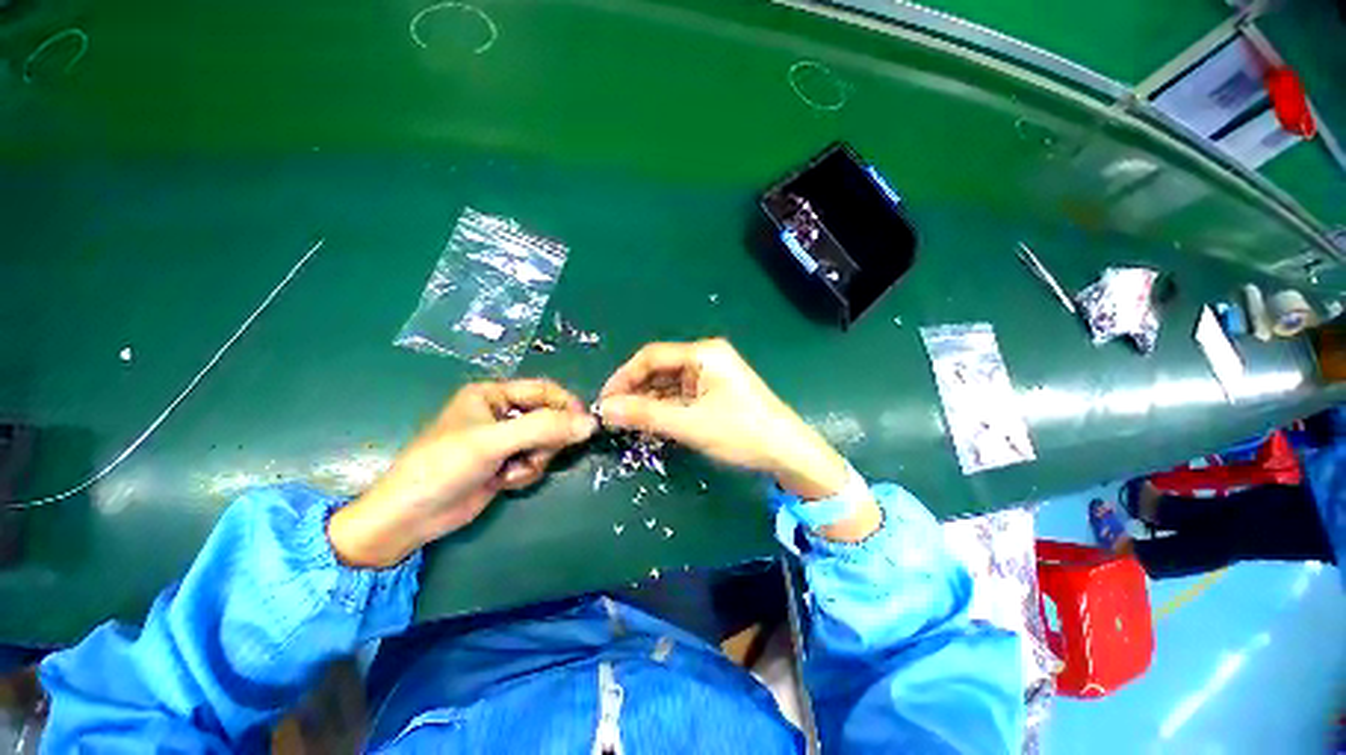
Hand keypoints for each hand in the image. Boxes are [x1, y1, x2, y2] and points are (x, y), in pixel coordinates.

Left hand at [328, 380, 596, 567]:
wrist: (410, 518)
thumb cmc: (444, 467)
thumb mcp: (494, 442)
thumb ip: (544, 429)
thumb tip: (591, 424)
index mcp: (493, 394)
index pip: (544, 390)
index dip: (567, 405)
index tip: (585, 425)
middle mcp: (501, 413)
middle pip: (549, 417)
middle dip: (546, 440)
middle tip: (533, 455)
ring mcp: (504, 440)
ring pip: (545, 442)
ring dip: (535, 459)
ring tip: (510, 471)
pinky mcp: (505, 463)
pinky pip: (535, 461)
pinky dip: (526, 473)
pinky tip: (503, 482)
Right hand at [597, 339, 851, 502]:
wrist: (788, 452)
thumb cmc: (742, 432)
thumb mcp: (690, 424)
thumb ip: (646, 414)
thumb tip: (604, 409)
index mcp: (703, 354)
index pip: (652, 356)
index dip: (624, 377)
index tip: (605, 401)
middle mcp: (706, 358)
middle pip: (660, 369)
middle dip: (635, 391)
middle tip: (613, 416)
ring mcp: (711, 376)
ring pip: (669, 384)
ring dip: (649, 402)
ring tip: (627, 423)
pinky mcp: (714, 392)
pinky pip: (681, 396)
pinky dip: (665, 408)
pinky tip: (651, 423)